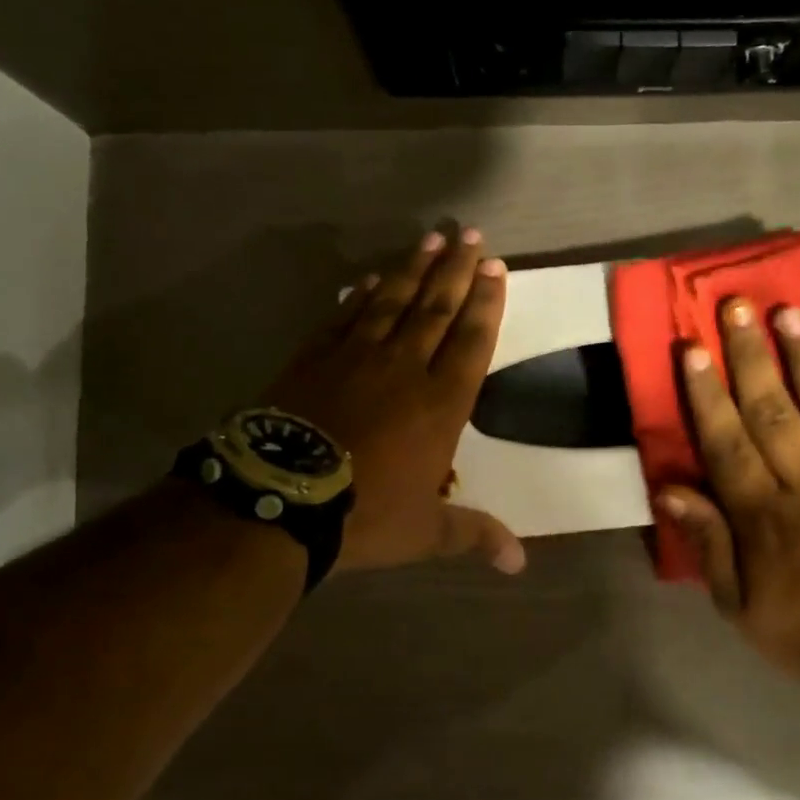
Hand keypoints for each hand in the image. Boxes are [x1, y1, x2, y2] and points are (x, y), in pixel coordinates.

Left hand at [263, 227, 524, 574]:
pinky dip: (362, 296)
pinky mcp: (315, 357)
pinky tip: (369, 279)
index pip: (473, 340)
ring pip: (393, 301)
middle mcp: (405, 368)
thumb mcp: (425, 532)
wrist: (280, 499)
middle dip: (457, 270)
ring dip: (414, 269)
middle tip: (469, 235)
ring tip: (430, 239)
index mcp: (442, 403)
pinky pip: (346, 317)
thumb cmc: (364, 514)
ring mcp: (357, 357)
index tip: (496, 268)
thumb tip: (520, 564)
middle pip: (437, 307)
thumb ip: (474, 535)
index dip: (487, 302)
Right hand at [658, 299, 799, 690]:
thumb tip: (668, 490)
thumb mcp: (736, 604)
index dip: (707, 393)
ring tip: (789, 312)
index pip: (727, 441)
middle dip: (751, 356)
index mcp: (762, 512)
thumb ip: (707, 542)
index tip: (692, 348)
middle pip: (772, 409)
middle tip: (735, 306)